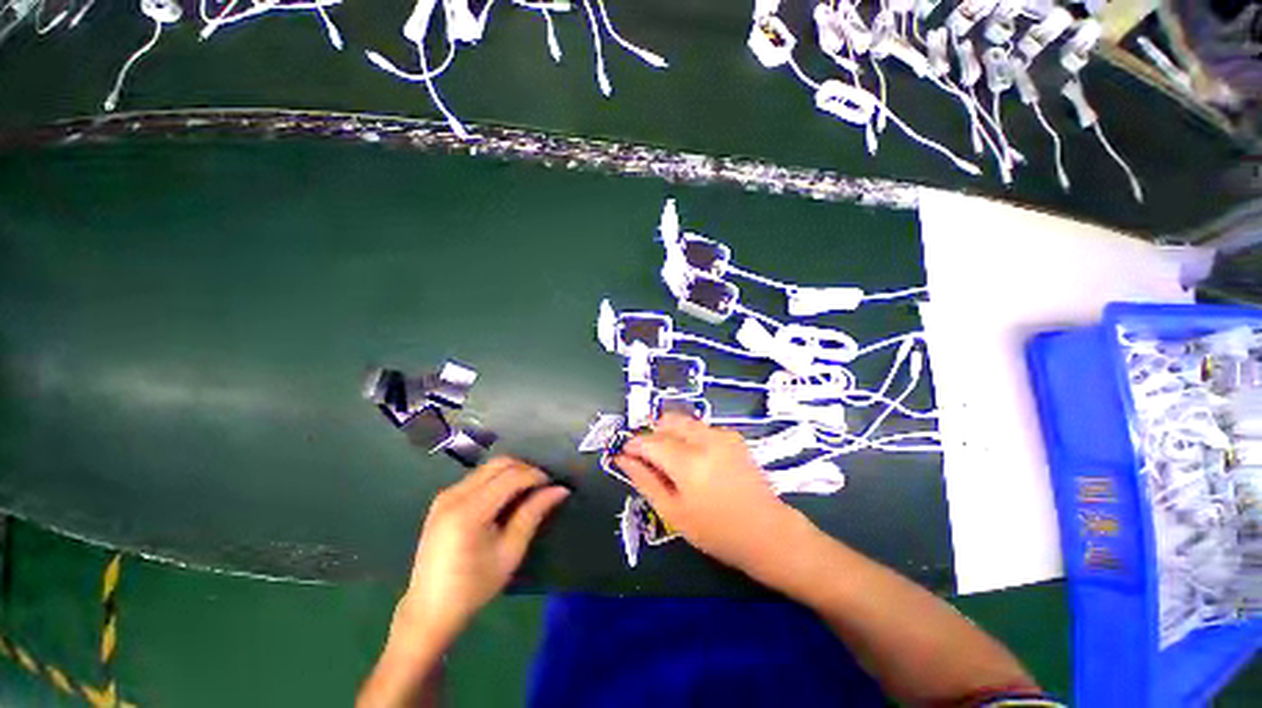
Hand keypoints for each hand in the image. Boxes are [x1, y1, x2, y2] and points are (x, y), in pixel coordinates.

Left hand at [396, 457, 569, 645]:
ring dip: (512, 472)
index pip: (511, 476)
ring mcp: (445, 495)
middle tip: (542, 486)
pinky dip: (497, 480)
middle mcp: (454, 495)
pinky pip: (477, 477)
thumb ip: (533, 513)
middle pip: (499, 464)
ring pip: (488, 467)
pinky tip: (505, 499)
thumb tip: (560, 489)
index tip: (554, 485)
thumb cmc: (474, 587)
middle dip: (525, 469)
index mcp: (469, 511)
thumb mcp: (510, 552)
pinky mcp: (443, 500)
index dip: (536, 475)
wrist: (429, 610)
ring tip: (527, 492)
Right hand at [614, 414, 806, 573]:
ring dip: (670, 434)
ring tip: (672, 461)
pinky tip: (695, 460)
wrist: (766, 532)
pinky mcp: (732, 436)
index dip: (634, 445)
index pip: (650, 441)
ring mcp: (722, 435)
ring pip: (683, 421)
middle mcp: (705, 440)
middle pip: (667, 421)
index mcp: (688, 462)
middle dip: (653, 434)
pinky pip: (700, 427)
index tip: (626, 454)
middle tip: (650, 459)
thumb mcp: (673, 512)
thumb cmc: (715, 530)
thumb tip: (623, 459)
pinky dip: (689, 436)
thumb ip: (645, 480)